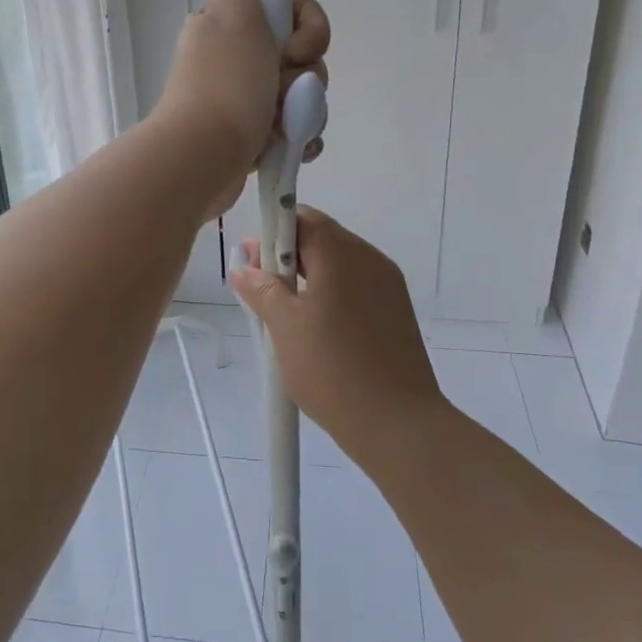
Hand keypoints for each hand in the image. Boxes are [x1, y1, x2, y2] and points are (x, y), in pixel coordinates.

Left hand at [153, 0, 328, 219]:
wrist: (204, 157)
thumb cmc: (226, 86)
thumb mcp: (233, 11)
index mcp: (227, 25)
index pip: (287, 10)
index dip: (303, 26)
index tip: (291, 46)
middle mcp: (233, 59)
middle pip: (301, 54)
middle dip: (307, 74)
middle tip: (283, 89)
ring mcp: (241, 100)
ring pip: (302, 94)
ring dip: (305, 109)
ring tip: (285, 126)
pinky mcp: (250, 137)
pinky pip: (294, 128)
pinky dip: (299, 137)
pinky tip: (295, 146)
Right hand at [231, 208, 442, 449]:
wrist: (398, 424)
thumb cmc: (332, 368)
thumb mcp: (284, 326)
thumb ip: (261, 288)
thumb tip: (244, 265)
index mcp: (342, 252)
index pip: (301, 217)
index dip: (271, 233)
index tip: (251, 262)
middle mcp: (370, 258)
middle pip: (321, 239)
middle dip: (286, 258)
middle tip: (259, 291)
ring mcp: (388, 285)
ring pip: (338, 266)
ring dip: (307, 279)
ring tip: (283, 316)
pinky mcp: (396, 312)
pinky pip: (355, 288)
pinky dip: (330, 296)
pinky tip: (314, 330)